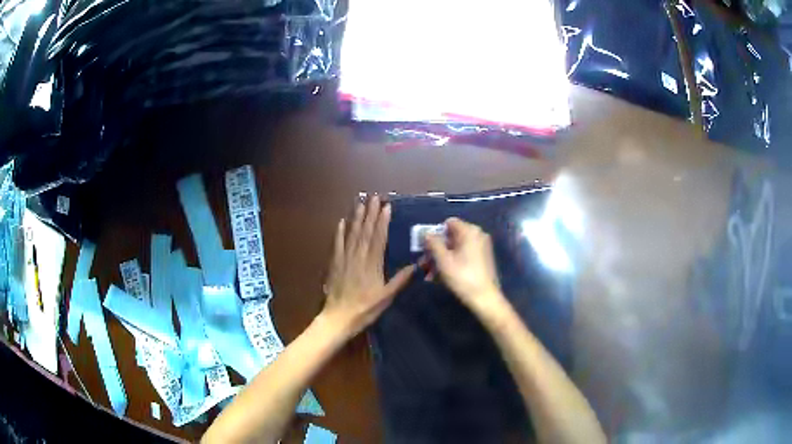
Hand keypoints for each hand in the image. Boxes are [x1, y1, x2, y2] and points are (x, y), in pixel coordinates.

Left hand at [321, 196, 414, 337]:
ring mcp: (344, 259)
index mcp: (372, 264)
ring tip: (360, 203)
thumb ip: (400, 280)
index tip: (386, 207)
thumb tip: (417, 265)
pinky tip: (342, 221)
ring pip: (352, 234)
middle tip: (374, 197)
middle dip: (370, 213)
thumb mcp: (386, 297)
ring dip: (357, 218)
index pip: (378, 238)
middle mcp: (358, 257)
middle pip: (365, 231)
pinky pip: (337, 244)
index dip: (383, 221)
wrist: (338, 318)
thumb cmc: (365, 309)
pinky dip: (340, 232)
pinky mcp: (335, 263)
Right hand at [424, 218, 503, 312]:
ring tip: (430, 275)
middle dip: (436, 250)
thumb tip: (427, 234)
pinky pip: (463, 256)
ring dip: (441, 259)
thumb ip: (433, 243)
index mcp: (470, 231)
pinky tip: (441, 277)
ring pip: (455, 249)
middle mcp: (477, 235)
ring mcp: (481, 247)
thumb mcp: (443, 260)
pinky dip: (452, 263)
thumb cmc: (462, 277)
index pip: (448, 223)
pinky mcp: (482, 259)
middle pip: (451, 237)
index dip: (435, 234)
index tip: (426, 248)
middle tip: (423, 264)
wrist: (484, 298)